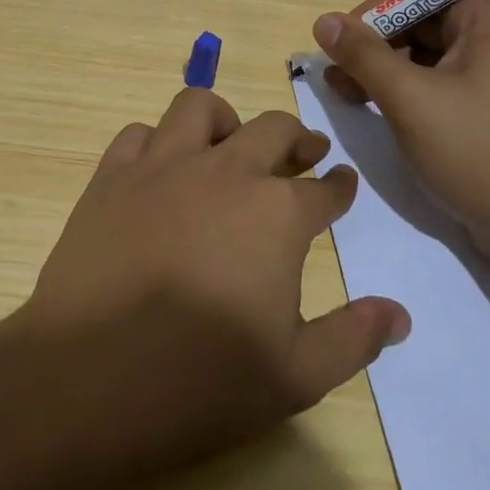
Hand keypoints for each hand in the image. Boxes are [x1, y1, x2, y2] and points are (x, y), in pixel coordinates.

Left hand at [18, 88, 409, 472]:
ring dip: (225, 121)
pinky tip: (161, 167)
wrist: (90, 378)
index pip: (324, 190)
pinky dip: (157, 141)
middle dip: (297, 138)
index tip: (343, 182)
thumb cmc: (201, 381)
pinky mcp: (112, 176)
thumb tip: (399, 315)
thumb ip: (354, 338)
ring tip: (229, 144)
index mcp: (276, 213)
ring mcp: (163, 166)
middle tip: (304, 153)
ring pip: (199, 108)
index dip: (339, 187)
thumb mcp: (296, 376)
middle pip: (272, 130)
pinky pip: (139, 134)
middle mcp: (225, 171)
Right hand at [311, 0, 489, 261]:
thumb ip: (364, 55)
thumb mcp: (410, 99)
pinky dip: (407, 90)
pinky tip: (376, 108)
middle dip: (376, 42)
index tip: (344, 40)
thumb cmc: (477, 152)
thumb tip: (324, 21)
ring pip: (428, 53)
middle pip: (424, 18)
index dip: (379, 7)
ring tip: (346, 94)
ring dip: (385, 68)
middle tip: (337, 73)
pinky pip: (441, 81)